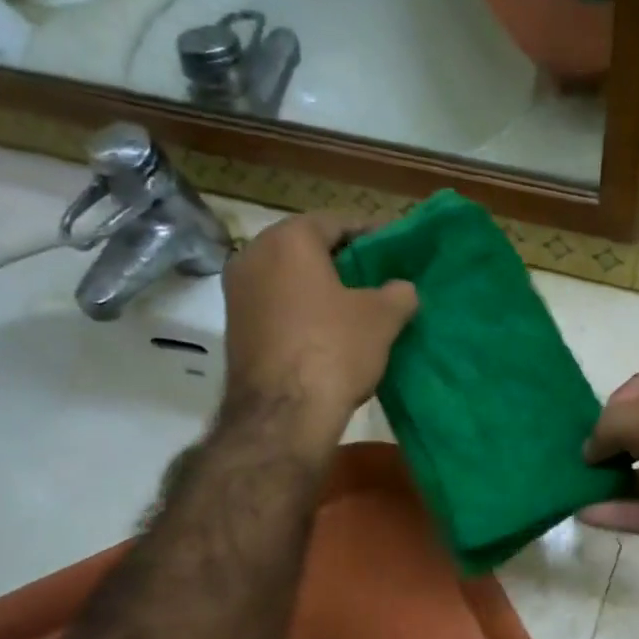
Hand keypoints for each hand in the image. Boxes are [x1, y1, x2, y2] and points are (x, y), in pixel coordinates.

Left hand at [222, 211, 416, 427]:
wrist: (283, 415)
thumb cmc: (334, 350)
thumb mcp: (382, 319)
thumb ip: (398, 293)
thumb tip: (403, 289)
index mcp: (288, 239)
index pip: (336, 222)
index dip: (371, 234)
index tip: (395, 247)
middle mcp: (253, 255)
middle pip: (307, 249)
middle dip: (343, 261)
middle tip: (377, 276)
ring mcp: (238, 294)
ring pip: (289, 279)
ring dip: (320, 288)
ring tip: (356, 306)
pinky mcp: (235, 329)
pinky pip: (276, 307)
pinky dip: (302, 312)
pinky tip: (328, 331)